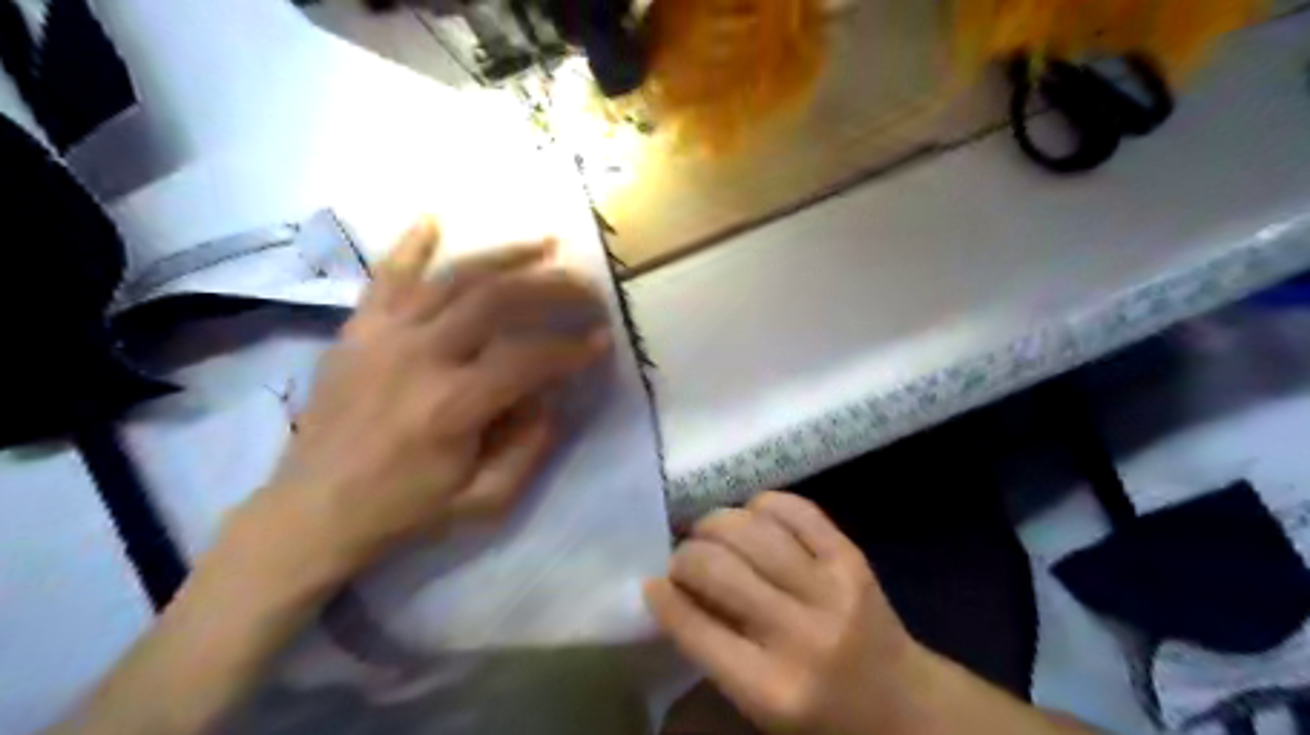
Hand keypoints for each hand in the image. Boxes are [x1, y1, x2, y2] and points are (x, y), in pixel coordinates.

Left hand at [248, 217, 611, 592]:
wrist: (311, 512)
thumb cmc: (403, 510)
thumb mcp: (483, 501)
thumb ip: (529, 449)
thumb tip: (551, 398)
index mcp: (453, 406)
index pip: (529, 358)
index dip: (573, 348)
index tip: (603, 340)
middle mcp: (420, 357)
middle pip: (498, 300)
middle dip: (553, 289)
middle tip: (587, 288)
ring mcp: (383, 336)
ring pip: (452, 278)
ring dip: (504, 256)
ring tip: (544, 246)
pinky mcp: (357, 331)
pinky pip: (385, 277)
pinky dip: (409, 245)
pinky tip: (433, 219)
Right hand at [644, 494, 929, 734]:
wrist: (907, 706)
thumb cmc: (822, 715)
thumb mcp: (759, 706)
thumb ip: (712, 651)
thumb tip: (668, 589)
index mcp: (771, 689)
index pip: (694, 627)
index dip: (662, 596)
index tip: (651, 582)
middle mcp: (800, 635)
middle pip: (717, 568)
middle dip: (684, 556)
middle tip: (682, 559)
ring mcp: (831, 588)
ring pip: (751, 529)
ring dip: (716, 523)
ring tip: (709, 533)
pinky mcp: (851, 557)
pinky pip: (795, 510)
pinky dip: (762, 504)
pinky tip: (752, 516)